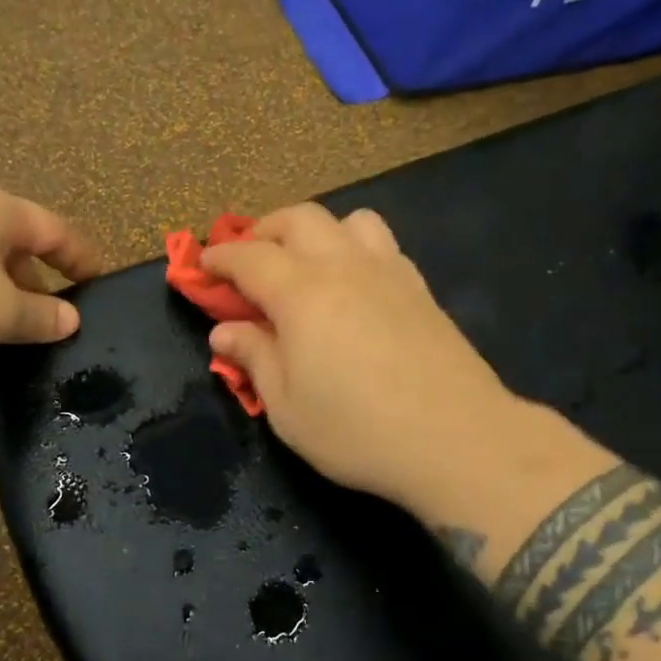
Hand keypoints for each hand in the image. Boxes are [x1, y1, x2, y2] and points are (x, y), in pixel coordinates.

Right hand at [203, 205, 552, 513]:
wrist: (457, 440)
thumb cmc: (357, 431)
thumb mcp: (287, 407)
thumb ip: (254, 359)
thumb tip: (223, 331)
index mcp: (301, 293)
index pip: (250, 257)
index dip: (221, 256)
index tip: (203, 265)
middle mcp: (344, 267)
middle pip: (299, 219)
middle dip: (265, 230)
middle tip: (250, 260)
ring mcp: (389, 272)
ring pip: (349, 220)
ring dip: (317, 231)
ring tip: (306, 263)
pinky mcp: (421, 289)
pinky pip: (382, 245)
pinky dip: (355, 248)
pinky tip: (355, 285)